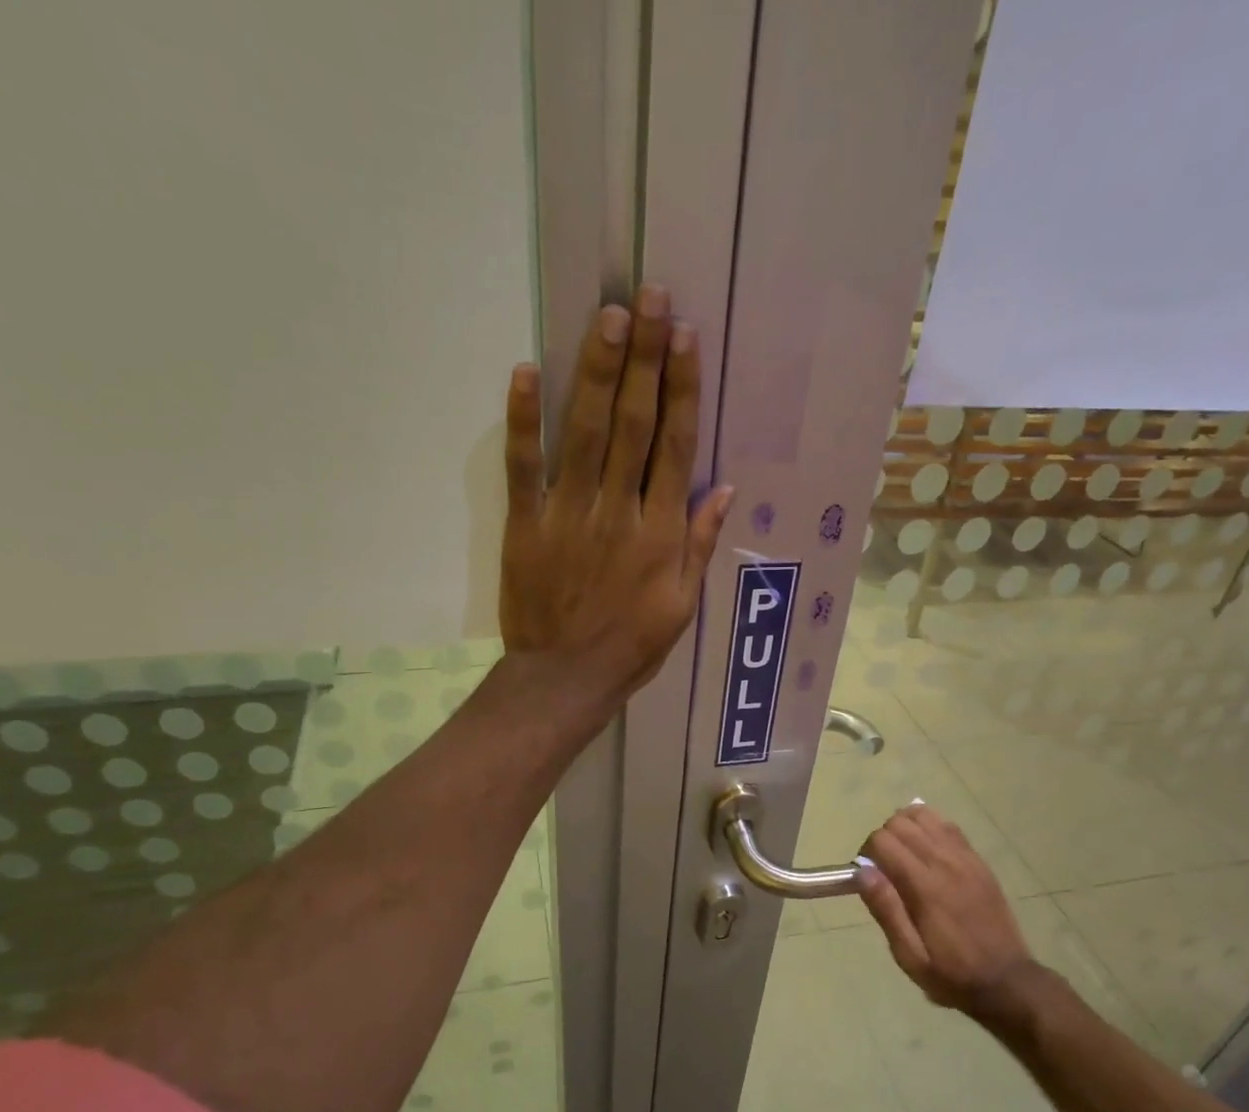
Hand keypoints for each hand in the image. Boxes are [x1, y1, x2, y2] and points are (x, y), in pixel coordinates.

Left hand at [500, 286, 733, 702]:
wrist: (565, 678)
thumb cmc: (631, 646)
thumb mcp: (682, 606)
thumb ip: (699, 545)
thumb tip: (725, 489)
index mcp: (660, 533)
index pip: (676, 447)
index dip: (682, 389)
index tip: (686, 337)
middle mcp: (619, 512)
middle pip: (635, 425)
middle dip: (645, 358)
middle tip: (651, 296)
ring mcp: (569, 514)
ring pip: (586, 433)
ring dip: (598, 372)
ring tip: (611, 316)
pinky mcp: (526, 524)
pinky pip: (524, 467)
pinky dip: (524, 420)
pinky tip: (528, 370)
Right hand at [857, 805, 1050, 1013]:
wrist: (1007, 980)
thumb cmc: (951, 973)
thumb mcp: (909, 955)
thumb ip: (886, 910)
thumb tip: (862, 871)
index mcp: (924, 886)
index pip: (883, 840)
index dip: (867, 854)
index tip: (868, 878)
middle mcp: (945, 862)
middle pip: (900, 822)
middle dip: (884, 839)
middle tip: (885, 870)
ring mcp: (965, 858)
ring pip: (924, 815)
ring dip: (906, 829)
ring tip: (904, 857)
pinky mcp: (978, 861)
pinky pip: (948, 826)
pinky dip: (929, 829)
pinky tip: (927, 853)